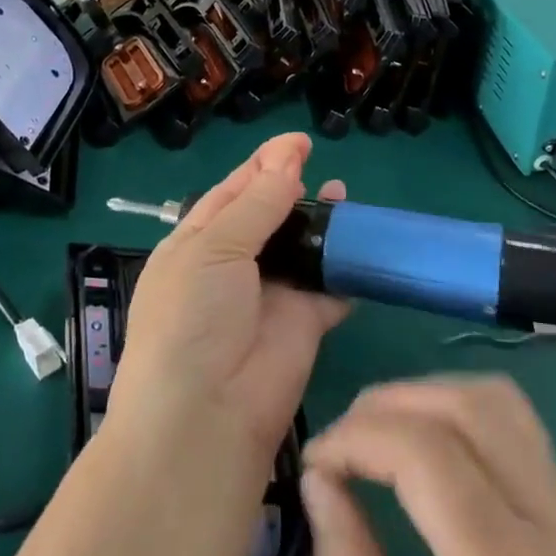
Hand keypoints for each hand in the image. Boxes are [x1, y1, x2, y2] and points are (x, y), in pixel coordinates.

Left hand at [107, 132, 348, 465]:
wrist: (206, 414)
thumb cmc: (193, 315)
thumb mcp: (215, 246)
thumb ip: (257, 203)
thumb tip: (287, 157)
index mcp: (197, 242)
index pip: (232, 192)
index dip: (263, 164)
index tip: (297, 141)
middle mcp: (232, 265)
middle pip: (269, 216)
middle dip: (294, 190)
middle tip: (323, 169)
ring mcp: (269, 296)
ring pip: (302, 248)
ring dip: (322, 224)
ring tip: (345, 198)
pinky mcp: (304, 325)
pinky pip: (329, 288)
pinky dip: (344, 269)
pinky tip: (362, 246)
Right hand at [302, 378, 555, 555]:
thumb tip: (317, 480)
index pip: (428, 452)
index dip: (357, 436)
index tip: (311, 461)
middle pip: (469, 407)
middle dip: (387, 405)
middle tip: (338, 446)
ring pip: (499, 402)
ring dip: (427, 398)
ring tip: (375, 439)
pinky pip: (520, 431)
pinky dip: (461, 415)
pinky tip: (426, 452)